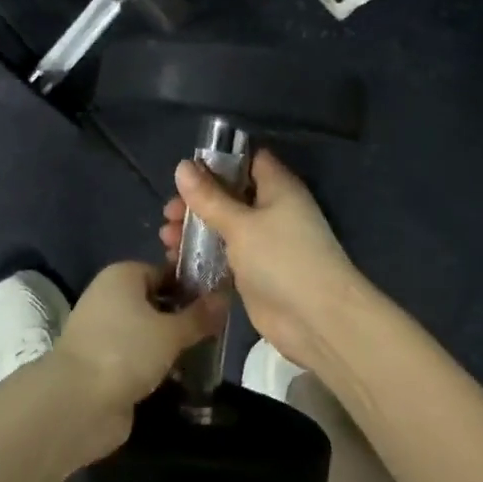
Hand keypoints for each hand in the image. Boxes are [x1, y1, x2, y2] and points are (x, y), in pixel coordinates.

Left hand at [50, 261, 226, 461]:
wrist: (78, 402)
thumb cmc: (126, 351)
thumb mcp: (171, 332)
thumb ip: (199, 316)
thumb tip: (224, 296)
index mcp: (122, 275)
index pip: (165, 272)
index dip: (191, 287)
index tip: (218, 306)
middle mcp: (110, 297)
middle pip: (156, 302)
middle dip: (183, 319)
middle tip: (215, 334)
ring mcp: (104, 332)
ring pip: (148, 332)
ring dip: (172, 346)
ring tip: (205, 358)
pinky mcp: (104, 363)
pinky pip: (138, 357)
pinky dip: (157, 366)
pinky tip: (182, 379)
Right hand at [158, 150, 372, 373]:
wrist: (317, 320)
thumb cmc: (282, 259)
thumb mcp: (240, 224)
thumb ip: (209, 197)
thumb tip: (182, 166)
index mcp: (277, 188)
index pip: (248, 161)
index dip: (219, 161)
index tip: (187, 169)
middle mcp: (272, 210)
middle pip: (229, 195)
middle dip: (197, 201)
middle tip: (168, 212)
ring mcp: (264, 243)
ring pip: (223, 226)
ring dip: (195, 229)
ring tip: (165, 237)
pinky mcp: (254, 272)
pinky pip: (223, 255)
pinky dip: (202, 255)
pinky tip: (175, 259)